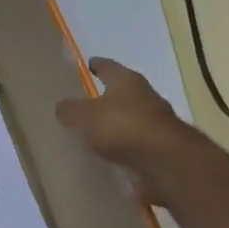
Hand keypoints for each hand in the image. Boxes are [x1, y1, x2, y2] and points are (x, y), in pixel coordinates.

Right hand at [55, 57, 196, 203]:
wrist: (166, 162)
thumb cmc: (122, 127)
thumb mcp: (83, 116)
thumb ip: (69, 110)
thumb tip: (62, 107)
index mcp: (127, 81)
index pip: (108, 66)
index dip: (96, 65)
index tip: (87, 65)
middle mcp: (145, 96)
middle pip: (121, 92)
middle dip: (106, 97)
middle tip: (85, 103)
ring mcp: (156, 123)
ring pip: (129, 119)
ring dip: (115, 124)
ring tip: (94, 134)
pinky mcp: (160, 148)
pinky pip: (134, 143)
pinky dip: (123, 147)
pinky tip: (108, 155)